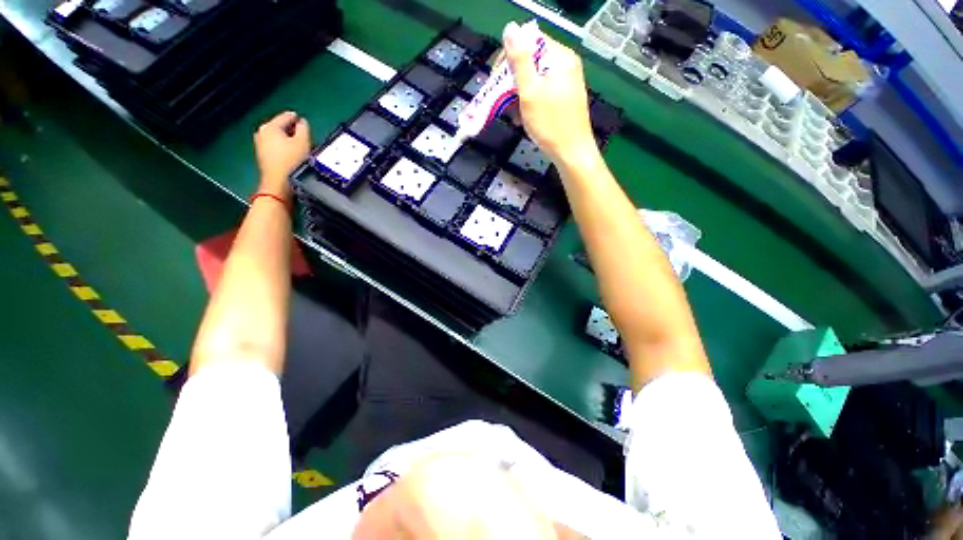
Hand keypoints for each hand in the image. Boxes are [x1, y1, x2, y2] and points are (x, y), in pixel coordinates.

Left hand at [254, 111, 310, 194]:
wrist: (280, 184)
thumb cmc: (292, 162)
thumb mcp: (303, 142)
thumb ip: (304, 128)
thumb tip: (302, 122)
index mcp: (270, 127)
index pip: (286, 117)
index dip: (298, 118)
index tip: (305, 121)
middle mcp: (262, 134)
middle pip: (282, 128)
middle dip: (294, 131)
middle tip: (307, 137)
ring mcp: (261, 146)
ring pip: (279, 139)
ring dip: (291, 141)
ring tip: (303, 148)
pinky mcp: (264, 158)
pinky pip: (278, 148)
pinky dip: (286, 149)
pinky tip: (295, 156)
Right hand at [502, 23, 596, 166]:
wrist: (571, 154)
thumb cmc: (550, 124)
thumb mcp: (530, 91)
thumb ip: (519, 60)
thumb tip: (510, 28)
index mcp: (560, 57)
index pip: (529, 42)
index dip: (509, 57)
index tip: (496, 79)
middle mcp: (565, 65)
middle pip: (532, 61)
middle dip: (513, 80)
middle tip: (501, 99)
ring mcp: (566, 83)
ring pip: (535, 80)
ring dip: (519, 94)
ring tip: (512, 112)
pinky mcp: (564, 99)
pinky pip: (542, 93)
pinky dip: (529, 103)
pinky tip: (522, 117)